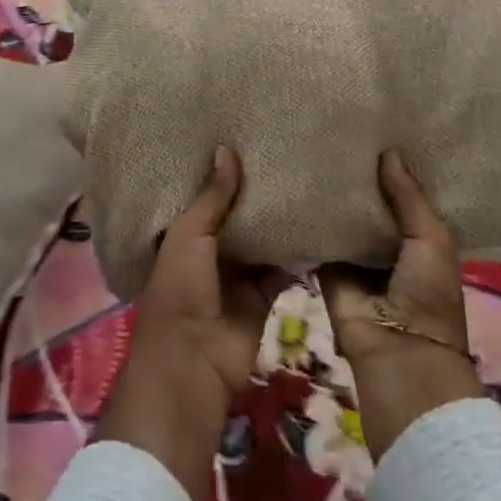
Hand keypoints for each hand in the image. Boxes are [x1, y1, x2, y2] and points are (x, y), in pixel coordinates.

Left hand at [97, 148, 285, 500]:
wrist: (194, 366)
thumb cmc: (180, 292)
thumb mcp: (188, 237)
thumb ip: (212, 198)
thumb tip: (226, 149)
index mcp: (185, 234)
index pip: (207, 196)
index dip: (224, 173)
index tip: (247, 135)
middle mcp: (213, 250)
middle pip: (240, 215)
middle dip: (258, 192)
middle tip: (287, 150)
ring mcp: (240, 274)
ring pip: (264, 239)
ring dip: (281, 219)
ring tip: (308, 176)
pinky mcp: (265, 295)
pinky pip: (285, 267)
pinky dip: (300, 252)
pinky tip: (321, 221)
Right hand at [321, 151, 481, 459]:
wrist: (397, 353)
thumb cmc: (428, 294)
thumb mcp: (430, 238)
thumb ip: (408, 196)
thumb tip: (389, 151)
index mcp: (419, 237)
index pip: (403, 194)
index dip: (392, 167)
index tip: (376, 126)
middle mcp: (386, 242)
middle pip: (369, 202)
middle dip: (357, 175)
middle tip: (336, 128)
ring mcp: (355, 255)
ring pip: (341, 217)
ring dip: (332, 193)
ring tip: (312, 145)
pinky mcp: (326, 266)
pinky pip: (317, 237)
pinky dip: (309, 217)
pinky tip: (295, 181)